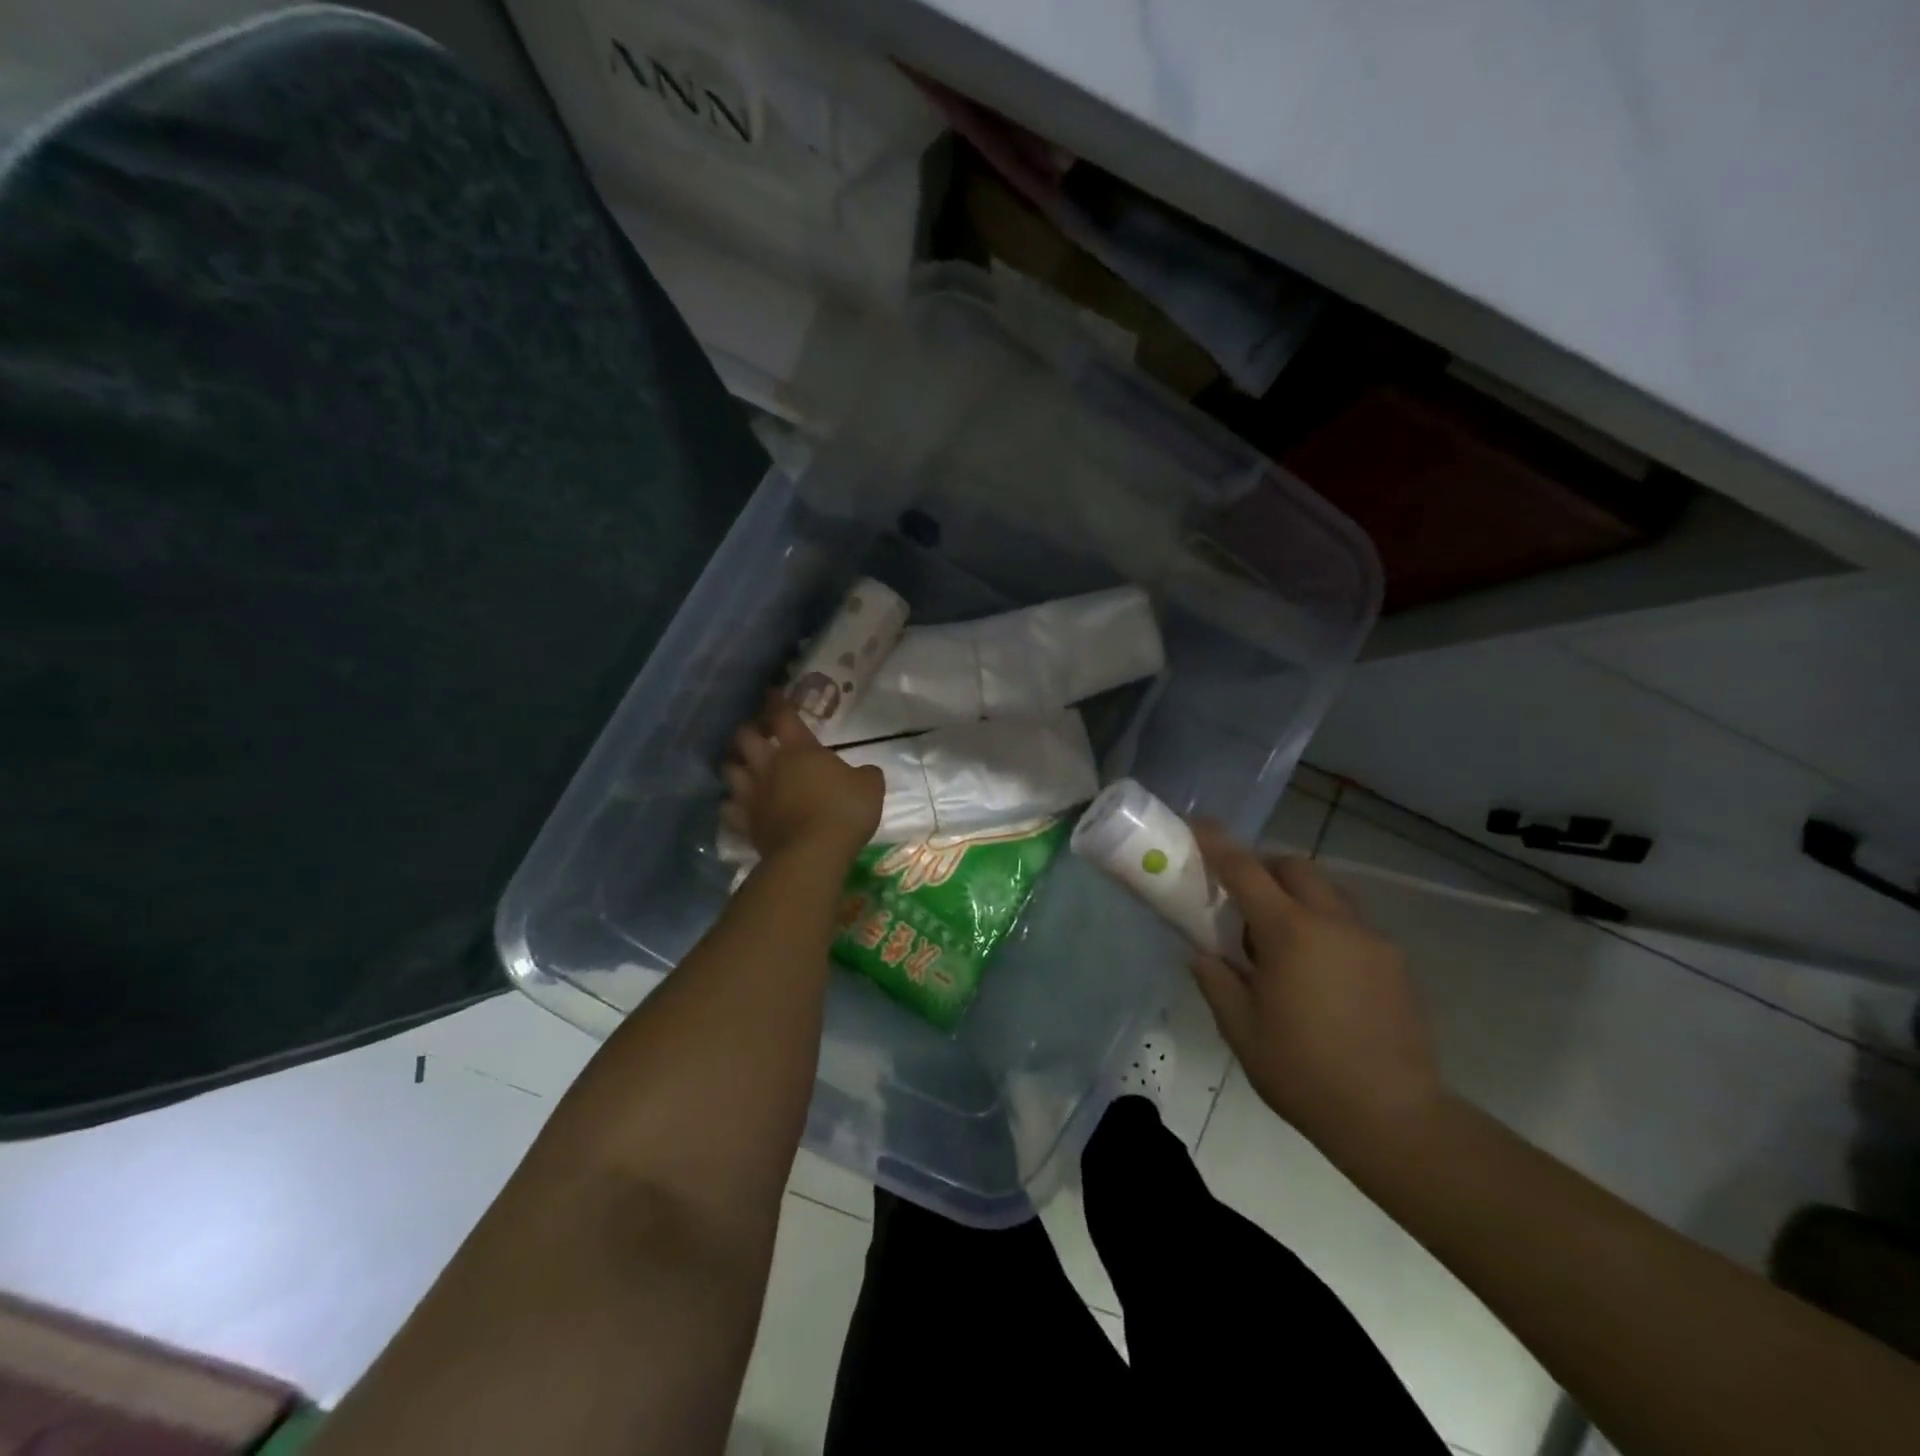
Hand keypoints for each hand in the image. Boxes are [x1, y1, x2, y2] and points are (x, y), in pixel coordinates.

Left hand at [722, 695, 883, 861]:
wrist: (813, 854)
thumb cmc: (844, 812)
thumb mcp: (871, 787)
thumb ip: (866, 774)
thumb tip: (865, 772)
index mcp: (800, 750)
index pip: (783, 715)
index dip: (778, 701)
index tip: (773, 692)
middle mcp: (769, 766)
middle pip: (745, 737)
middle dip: (749, 731)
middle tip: (757, 733)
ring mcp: (753, 795)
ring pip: (729, 770)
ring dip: (735, 765)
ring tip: (742, 767)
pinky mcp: (745, 823)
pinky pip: (729, 808)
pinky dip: (731, 804)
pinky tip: (737, 805)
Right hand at [1189, 821, 1443, 1152]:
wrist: (1395, 1118)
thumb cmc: (1304, 1073)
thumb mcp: (1241, 1030)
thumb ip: (1216, 981)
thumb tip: (1203, 954)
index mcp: (1289, 934)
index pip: (1246, 871)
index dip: (1218, 844)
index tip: (1199, 825)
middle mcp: (1334, 922)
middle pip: (1295, 868)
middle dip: (1265, 869)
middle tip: (1243, 902)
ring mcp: (1371, 940)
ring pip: (1328, 892)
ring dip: (1298, 898)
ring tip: (1282, 944)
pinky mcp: (1395, 963)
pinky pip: (1351, 924)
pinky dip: (1326, 927)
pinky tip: (1319, 974)